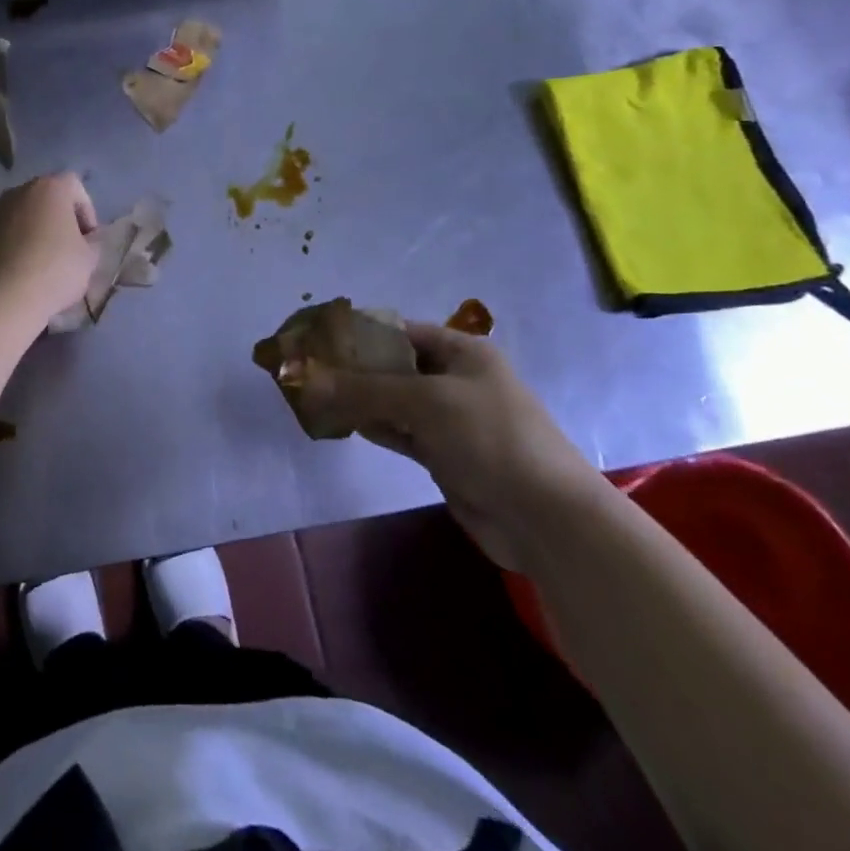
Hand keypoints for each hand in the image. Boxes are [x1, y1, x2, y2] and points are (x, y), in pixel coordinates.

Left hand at [0, 173, 98, 322]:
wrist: (1, 298)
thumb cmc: (54, 271)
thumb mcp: (89, 259)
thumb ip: (93, 242)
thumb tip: (88, 239)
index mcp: (49, 188)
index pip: (75, 187)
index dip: (87, 212)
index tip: (88, 239)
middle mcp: (18, 192)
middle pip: (45, 199)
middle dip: (58, 219)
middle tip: (67, 248)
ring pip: (21, 216)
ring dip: (33, 232)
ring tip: (40, 262)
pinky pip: (1, 234)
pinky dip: (11, 245)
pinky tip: (17, 271)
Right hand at [303, 323, 610, 572]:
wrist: (548, 519)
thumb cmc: (491, 439)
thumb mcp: (424, 403)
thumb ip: (362, 389)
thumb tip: (302, 377)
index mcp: (461, 352)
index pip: (399, 331)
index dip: (358, 334)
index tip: (316, 341)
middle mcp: (455, 379)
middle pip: (393, 366)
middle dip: (352, 369)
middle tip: (307, 372)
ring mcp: (450, 420)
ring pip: (393, 401)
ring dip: (358, 400)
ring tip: (312, 396)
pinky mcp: (444, 455)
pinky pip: (400, 432)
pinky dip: (373, 426)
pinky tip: (340, 424)